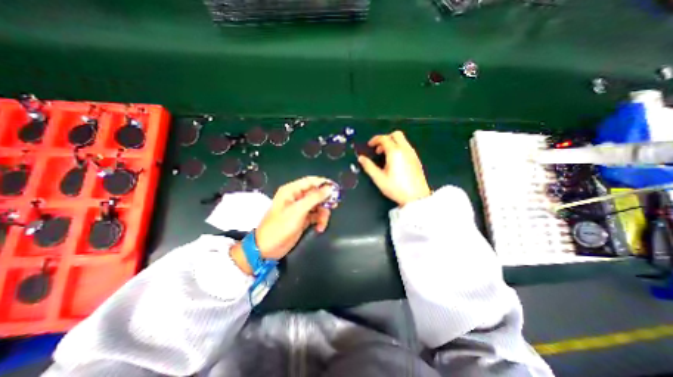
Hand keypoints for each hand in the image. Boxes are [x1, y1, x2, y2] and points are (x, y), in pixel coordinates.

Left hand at [232, 175, 335, 274]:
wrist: (267, 249)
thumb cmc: (279, 227)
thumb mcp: (298, 211)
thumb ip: (314, 198)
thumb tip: (329, 188)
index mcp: (291, 191)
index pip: (311, 181)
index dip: (324, 183)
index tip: (336, 189)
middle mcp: (296, 197)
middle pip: (316, 194)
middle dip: (325, 201)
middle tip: (333, 206)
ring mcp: (300, 208)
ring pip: (318, 205)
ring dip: (323, 213)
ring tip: (323, 223)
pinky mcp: (303, 219)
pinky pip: (316, 215)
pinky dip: (320, 221)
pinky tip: (319, 228)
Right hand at [357, 130, 430, 205]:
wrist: (416, 197)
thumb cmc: (397, 188)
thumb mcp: (379, 178)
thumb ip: (368, 166)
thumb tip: (361, 159)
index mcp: (395, 152)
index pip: (384, 138)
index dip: (375, 140)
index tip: (370, 145)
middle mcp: (405, 150)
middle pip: (396, 134)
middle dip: (385, 138)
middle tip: (378, 148)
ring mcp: (412, 154)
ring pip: (402, 140)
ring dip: (392, 143)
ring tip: (385, 155)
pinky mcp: (416, 159)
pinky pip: (407, 147)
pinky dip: (399, 148)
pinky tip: (395, 160)